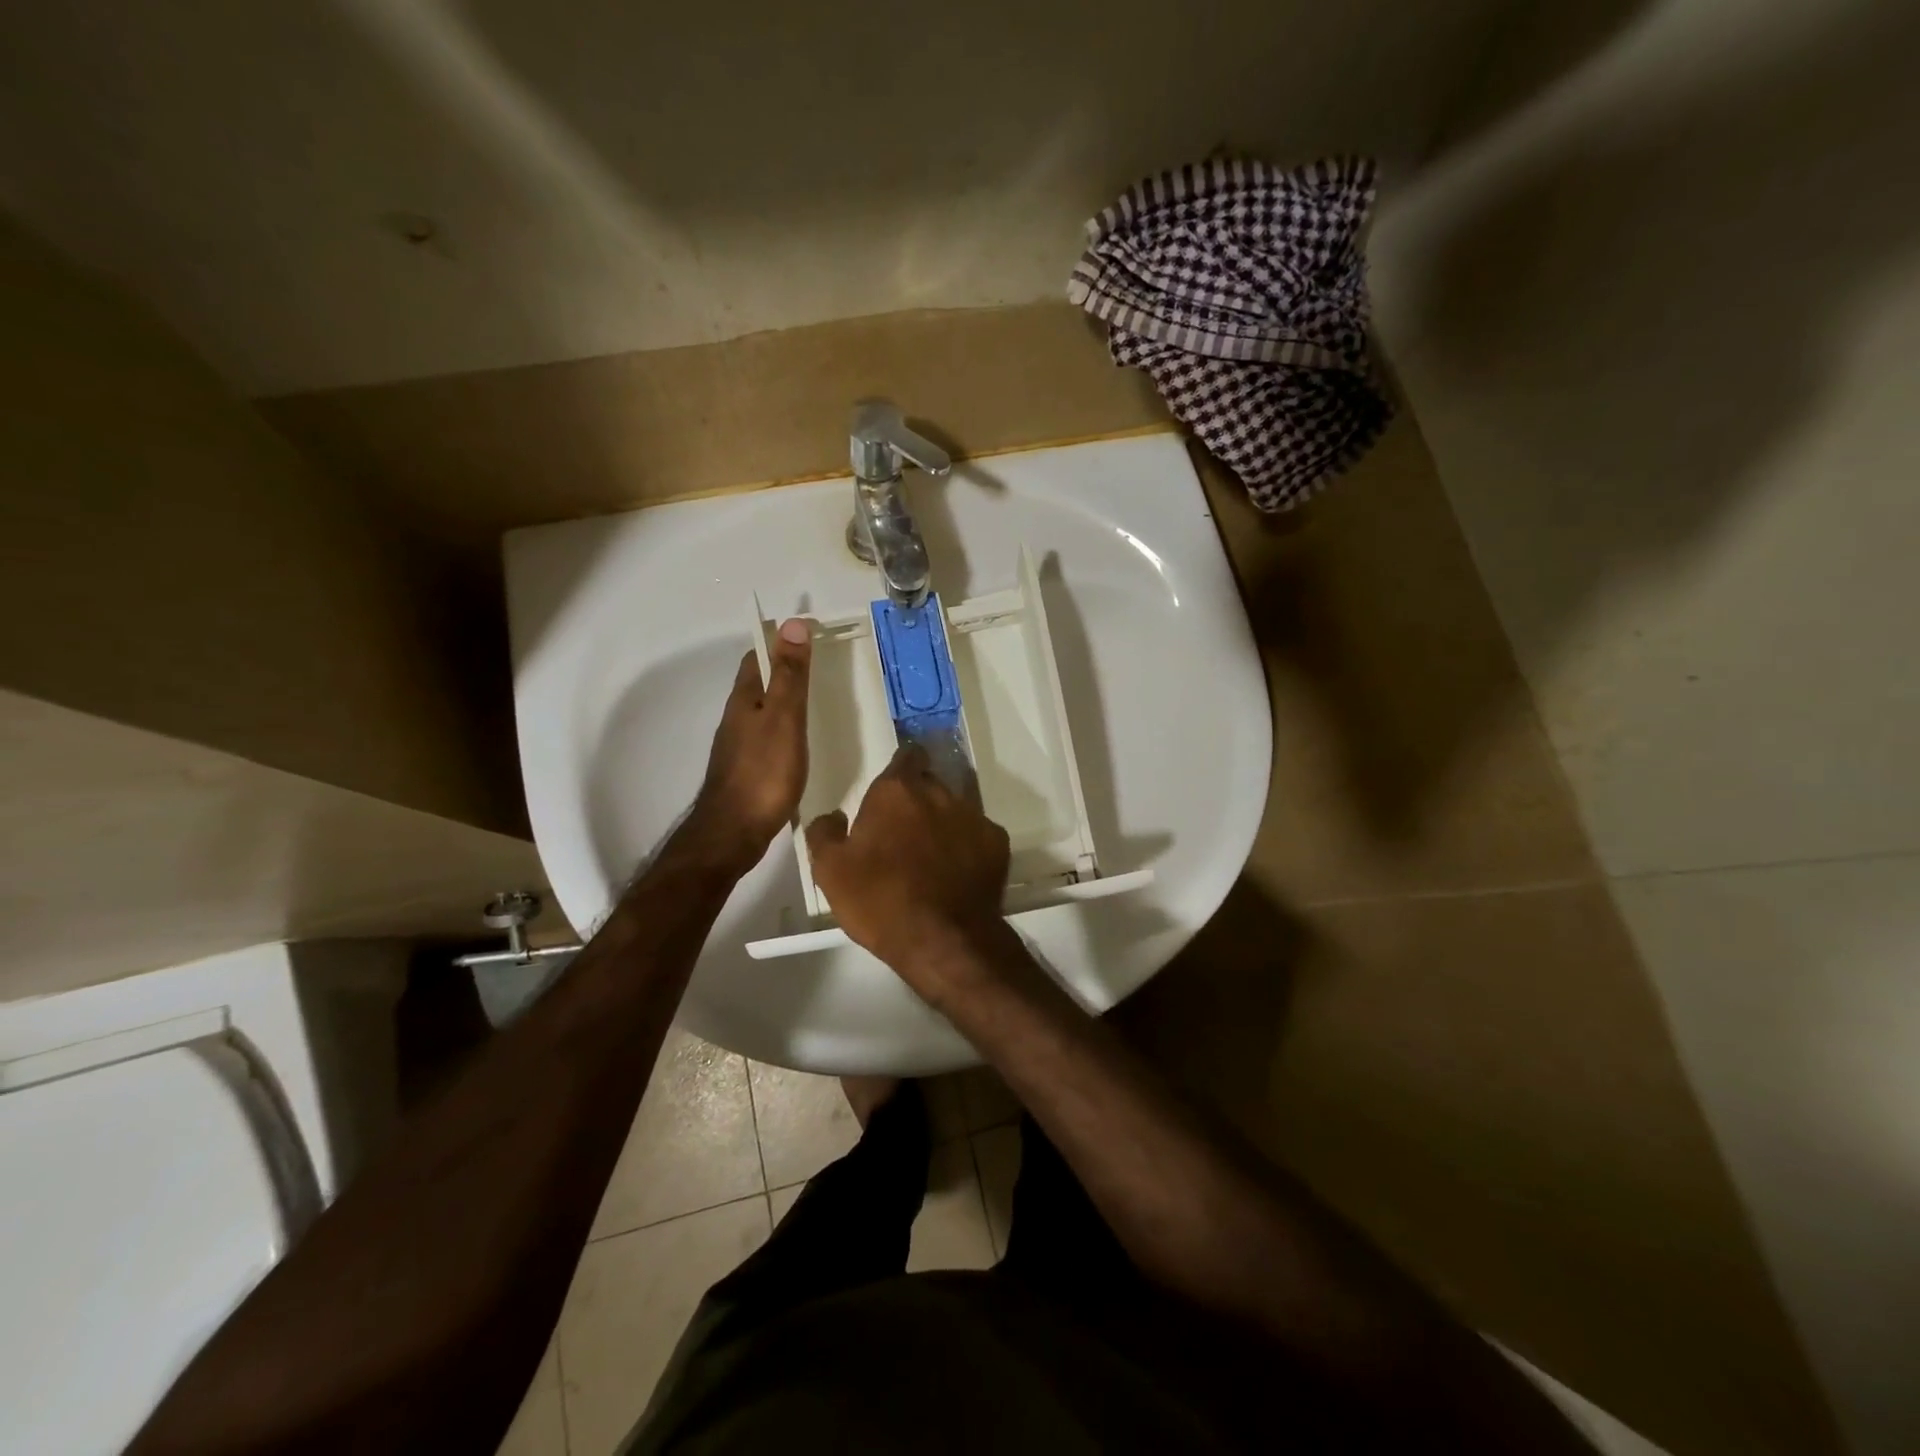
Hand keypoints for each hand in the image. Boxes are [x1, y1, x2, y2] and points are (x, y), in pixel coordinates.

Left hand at [683, 619, 811, 874]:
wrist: (733, 833)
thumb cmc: (763, 773)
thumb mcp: (784, 719)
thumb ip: (790, 675)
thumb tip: (792, 623)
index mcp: (745, 699)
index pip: (759, 656)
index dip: (781, 641)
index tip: (812, 635)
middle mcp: (737, 717)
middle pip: (760, 683)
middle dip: (785, 669)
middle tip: (822, 666)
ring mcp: (739, 746)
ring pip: (764, 710)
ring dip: (786, 700)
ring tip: (819, 701)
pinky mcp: (747, 770)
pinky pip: (768, 736)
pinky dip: (786, 729)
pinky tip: (802, 743)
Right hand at [805, 745, 1013, 1003]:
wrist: (942, 940)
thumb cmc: (880, 900)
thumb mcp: (830, 870)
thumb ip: (825, 832)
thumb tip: (833, 816)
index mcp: (896, 791)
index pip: (905, 757)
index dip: (900, 768)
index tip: (892, 788)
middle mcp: (939, 793)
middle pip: (929, 783)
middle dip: (918, 799)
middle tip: (904, 831)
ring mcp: (973, 817)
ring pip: (955, 808)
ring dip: (943, 823)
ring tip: (932, 856)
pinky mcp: (998, 843)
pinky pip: (978, 835)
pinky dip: (967, 846)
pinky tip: (957, 872)